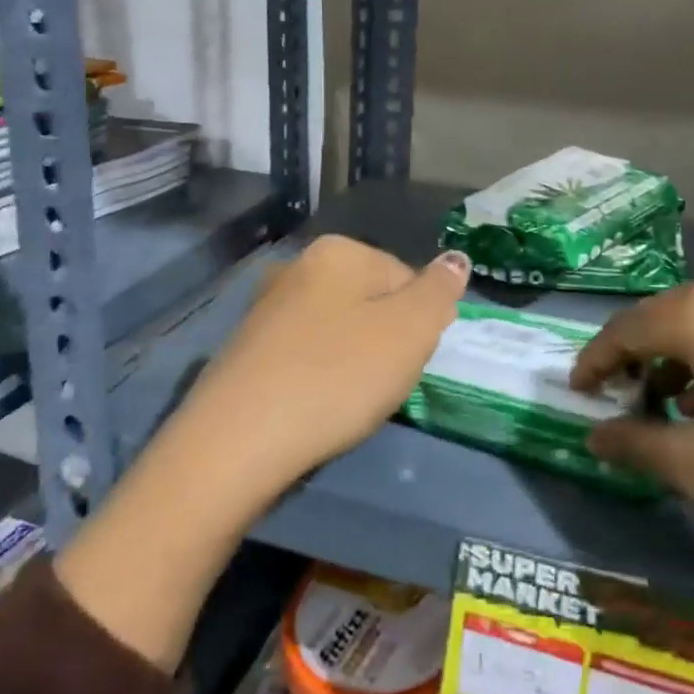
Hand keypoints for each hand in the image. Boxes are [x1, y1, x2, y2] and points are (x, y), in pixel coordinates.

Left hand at [179, 235, 471, 497]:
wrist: (237, 441)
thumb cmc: (337, 377)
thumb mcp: (409, 331)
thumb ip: (439, 290)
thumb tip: (456, 258)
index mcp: (339, 251)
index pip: (407, 278)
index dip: (418, 324)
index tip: (407, 362)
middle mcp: (298, 266)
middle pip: (370, 301)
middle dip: (384, 341)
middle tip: (380, 384)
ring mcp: (266, 307)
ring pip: (336, 329)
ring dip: (351, 361)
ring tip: (345, 401)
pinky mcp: (244, 348)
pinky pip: (303, 354)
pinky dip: (316, 376)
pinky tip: (311, 406)